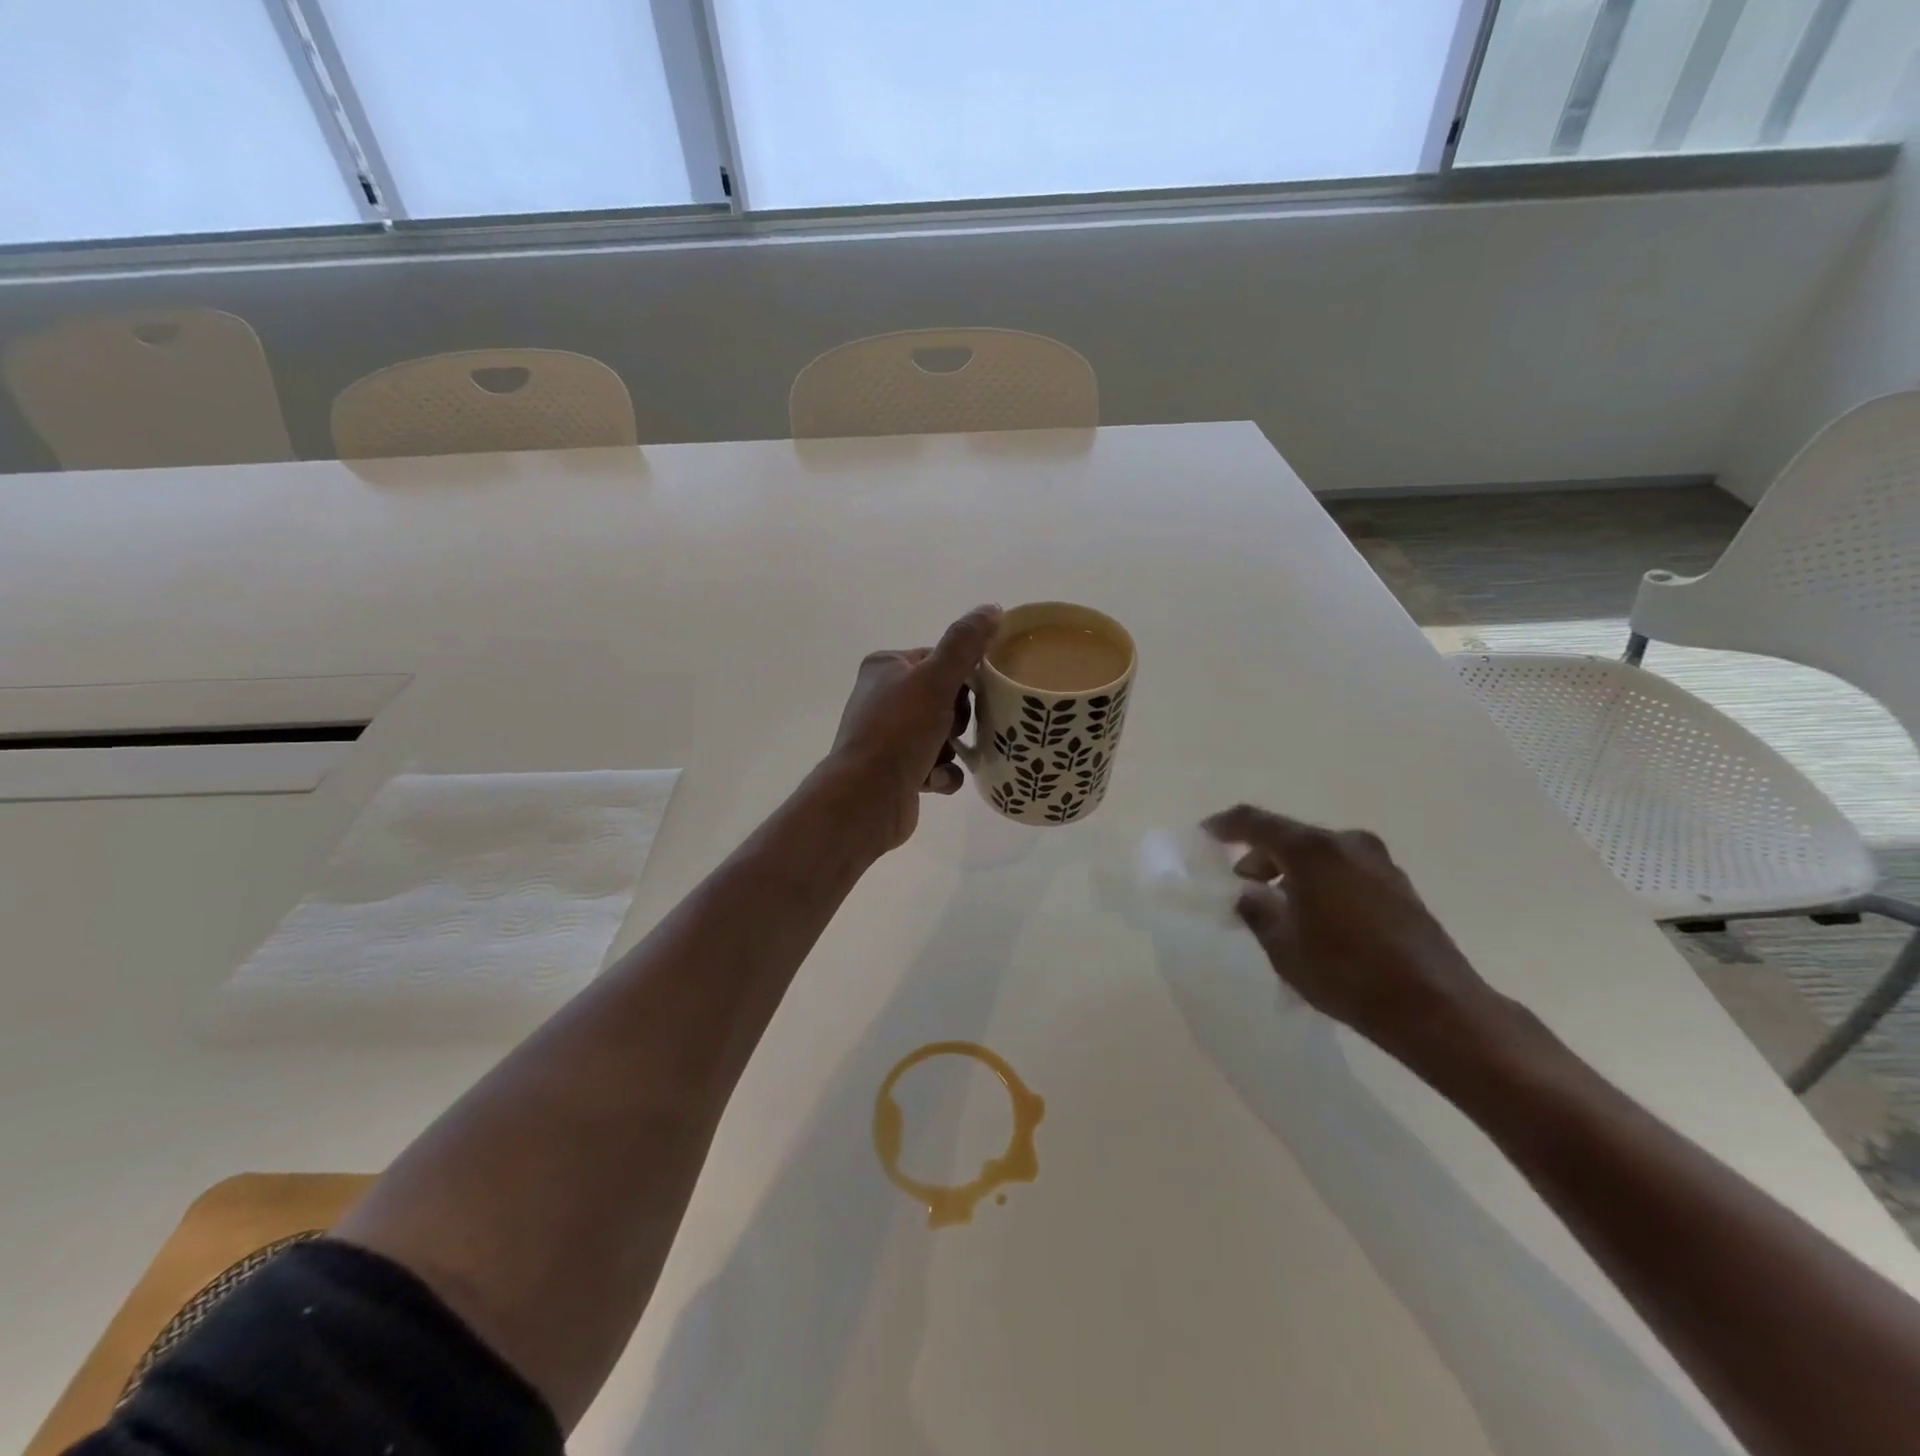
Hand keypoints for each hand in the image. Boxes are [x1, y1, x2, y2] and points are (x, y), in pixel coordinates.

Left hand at [826, 605, 1002, 851]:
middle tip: (952, 728)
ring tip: (941, 757)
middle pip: (946, 698)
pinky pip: (938, 765)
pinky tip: (932, 779)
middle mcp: (883, 698)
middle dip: (957, 718)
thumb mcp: (935, 679)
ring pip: (945, 734)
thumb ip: (964, 643)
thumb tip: (992, 608)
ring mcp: (889, 736)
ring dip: (951, 748)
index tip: (972, 693)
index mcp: (886, 667)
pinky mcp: (897, 771)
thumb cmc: (899, 731)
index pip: (939, 659)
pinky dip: (942, 773)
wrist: (867, 797)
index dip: (962, 677)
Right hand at [1202, 805, 1498, 1055]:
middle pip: (1290, 837)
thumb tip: (1247, 892)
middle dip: (1260, 856)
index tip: (1204, 835)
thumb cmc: (1347, 973)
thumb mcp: (1282, 944)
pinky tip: (1315, 918)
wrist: (1437, 1008)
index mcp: (1312, 850)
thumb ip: (1256, 909)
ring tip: (1277, 908)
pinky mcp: (1399, 886)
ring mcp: (1379, 862)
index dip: (1224, 825)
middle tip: (1241, 886)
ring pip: (1319, 855)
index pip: (1255, 822)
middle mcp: (1346, 844)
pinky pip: (1344, 871)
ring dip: (1291, 872)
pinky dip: (1320, 883)